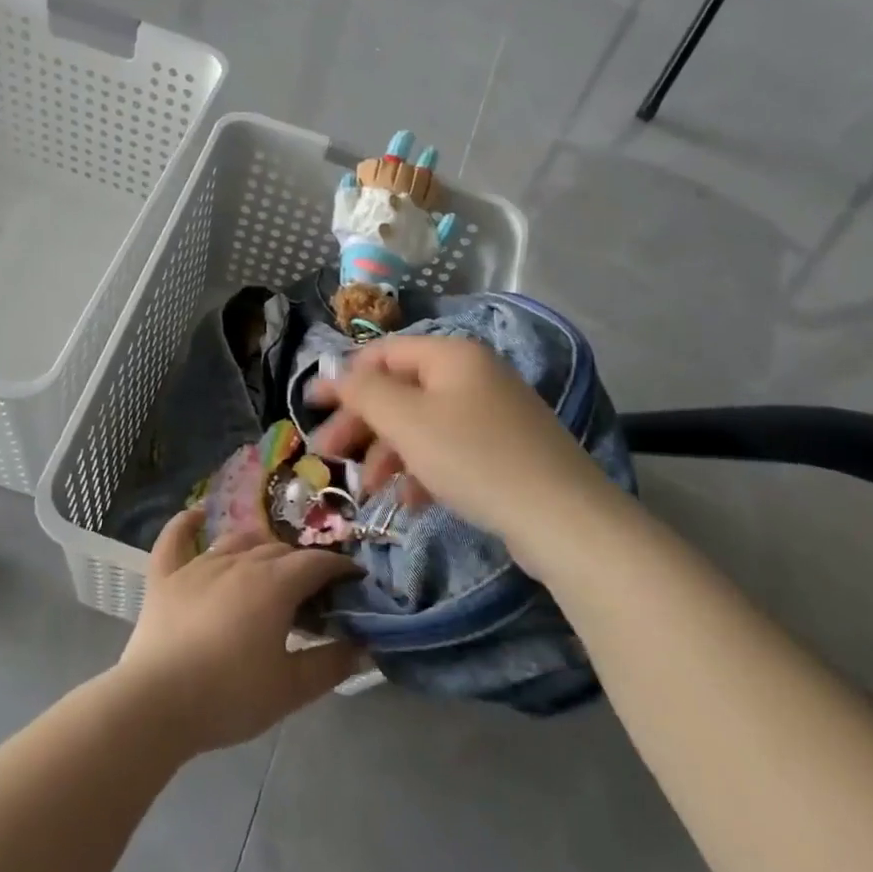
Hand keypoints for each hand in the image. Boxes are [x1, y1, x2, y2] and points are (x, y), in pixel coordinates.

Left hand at [116, 511, 361, 754]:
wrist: (155, 705)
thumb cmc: (229, 697)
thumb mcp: (291, 690)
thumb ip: (331, 665)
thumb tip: (362, 647)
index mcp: (275, 584)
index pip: (317, 563)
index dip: (341, 567)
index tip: (354, 579)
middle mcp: (240, 562)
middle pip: (280, 550)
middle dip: (304, 563)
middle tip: (315, 589)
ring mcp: (199, 565)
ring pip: (238, 541)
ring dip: (260, 547)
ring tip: (272, 563)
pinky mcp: (165, 577)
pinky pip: (175, 539)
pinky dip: (187, 523)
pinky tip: (198, 514)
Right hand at [308, 336, 620, 572]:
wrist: (562, 518)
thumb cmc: (475, 459)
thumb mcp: (408, 421)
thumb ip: (364, 391)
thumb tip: (333, 370)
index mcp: (452, 355)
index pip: (383, 353)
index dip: (343, 378)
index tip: (309, 408)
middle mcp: (473, 375)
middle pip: (401, 390)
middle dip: (363, 424)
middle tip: (329, 456)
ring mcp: (492, 413)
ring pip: (422, 424)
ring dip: (389, 453)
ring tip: (370, 490)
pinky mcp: (503, 450)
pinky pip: (449, 449)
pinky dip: (422, 470)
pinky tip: (409, 500)